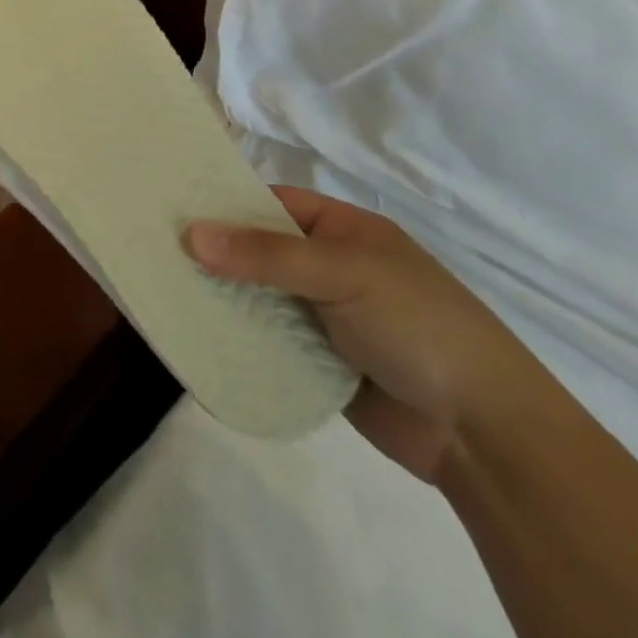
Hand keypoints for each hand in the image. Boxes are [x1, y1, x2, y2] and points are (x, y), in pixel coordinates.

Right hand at [185, 187, 544, 481]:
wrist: (484, 434)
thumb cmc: (419, 327)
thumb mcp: (344, 274)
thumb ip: (266, 254)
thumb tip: (189, 233)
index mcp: (343, 231)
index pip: (270, 203)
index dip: (223, 203)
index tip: (169, 207)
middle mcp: (328, 267)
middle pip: (257, 250)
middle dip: (213, 252)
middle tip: (153, 249)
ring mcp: (322, 315)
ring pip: (257, 296)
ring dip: (220, 296)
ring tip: (161, 289)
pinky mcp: (316, 361)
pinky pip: (265, 339)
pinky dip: (236, 336)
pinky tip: (193, 333)